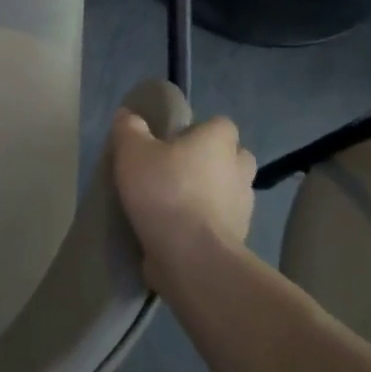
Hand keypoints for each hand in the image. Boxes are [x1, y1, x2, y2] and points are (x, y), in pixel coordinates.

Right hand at [109, 110, 256, 281]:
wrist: (192, 257)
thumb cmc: (165, 192)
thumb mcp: (132, 151)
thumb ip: (129, 128)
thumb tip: (127, 115)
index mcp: (218, 142)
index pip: (220, 125)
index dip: (199, 129)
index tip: (173, 140)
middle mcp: (238, 170)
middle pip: (232, 157)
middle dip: (211, 161)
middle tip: (176, 168)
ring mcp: (243, 208)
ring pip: (228, 191)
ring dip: (209, 194)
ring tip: (173, 202)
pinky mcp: (238, 240)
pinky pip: (221, 222)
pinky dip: (205, 223)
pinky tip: (177, 229)